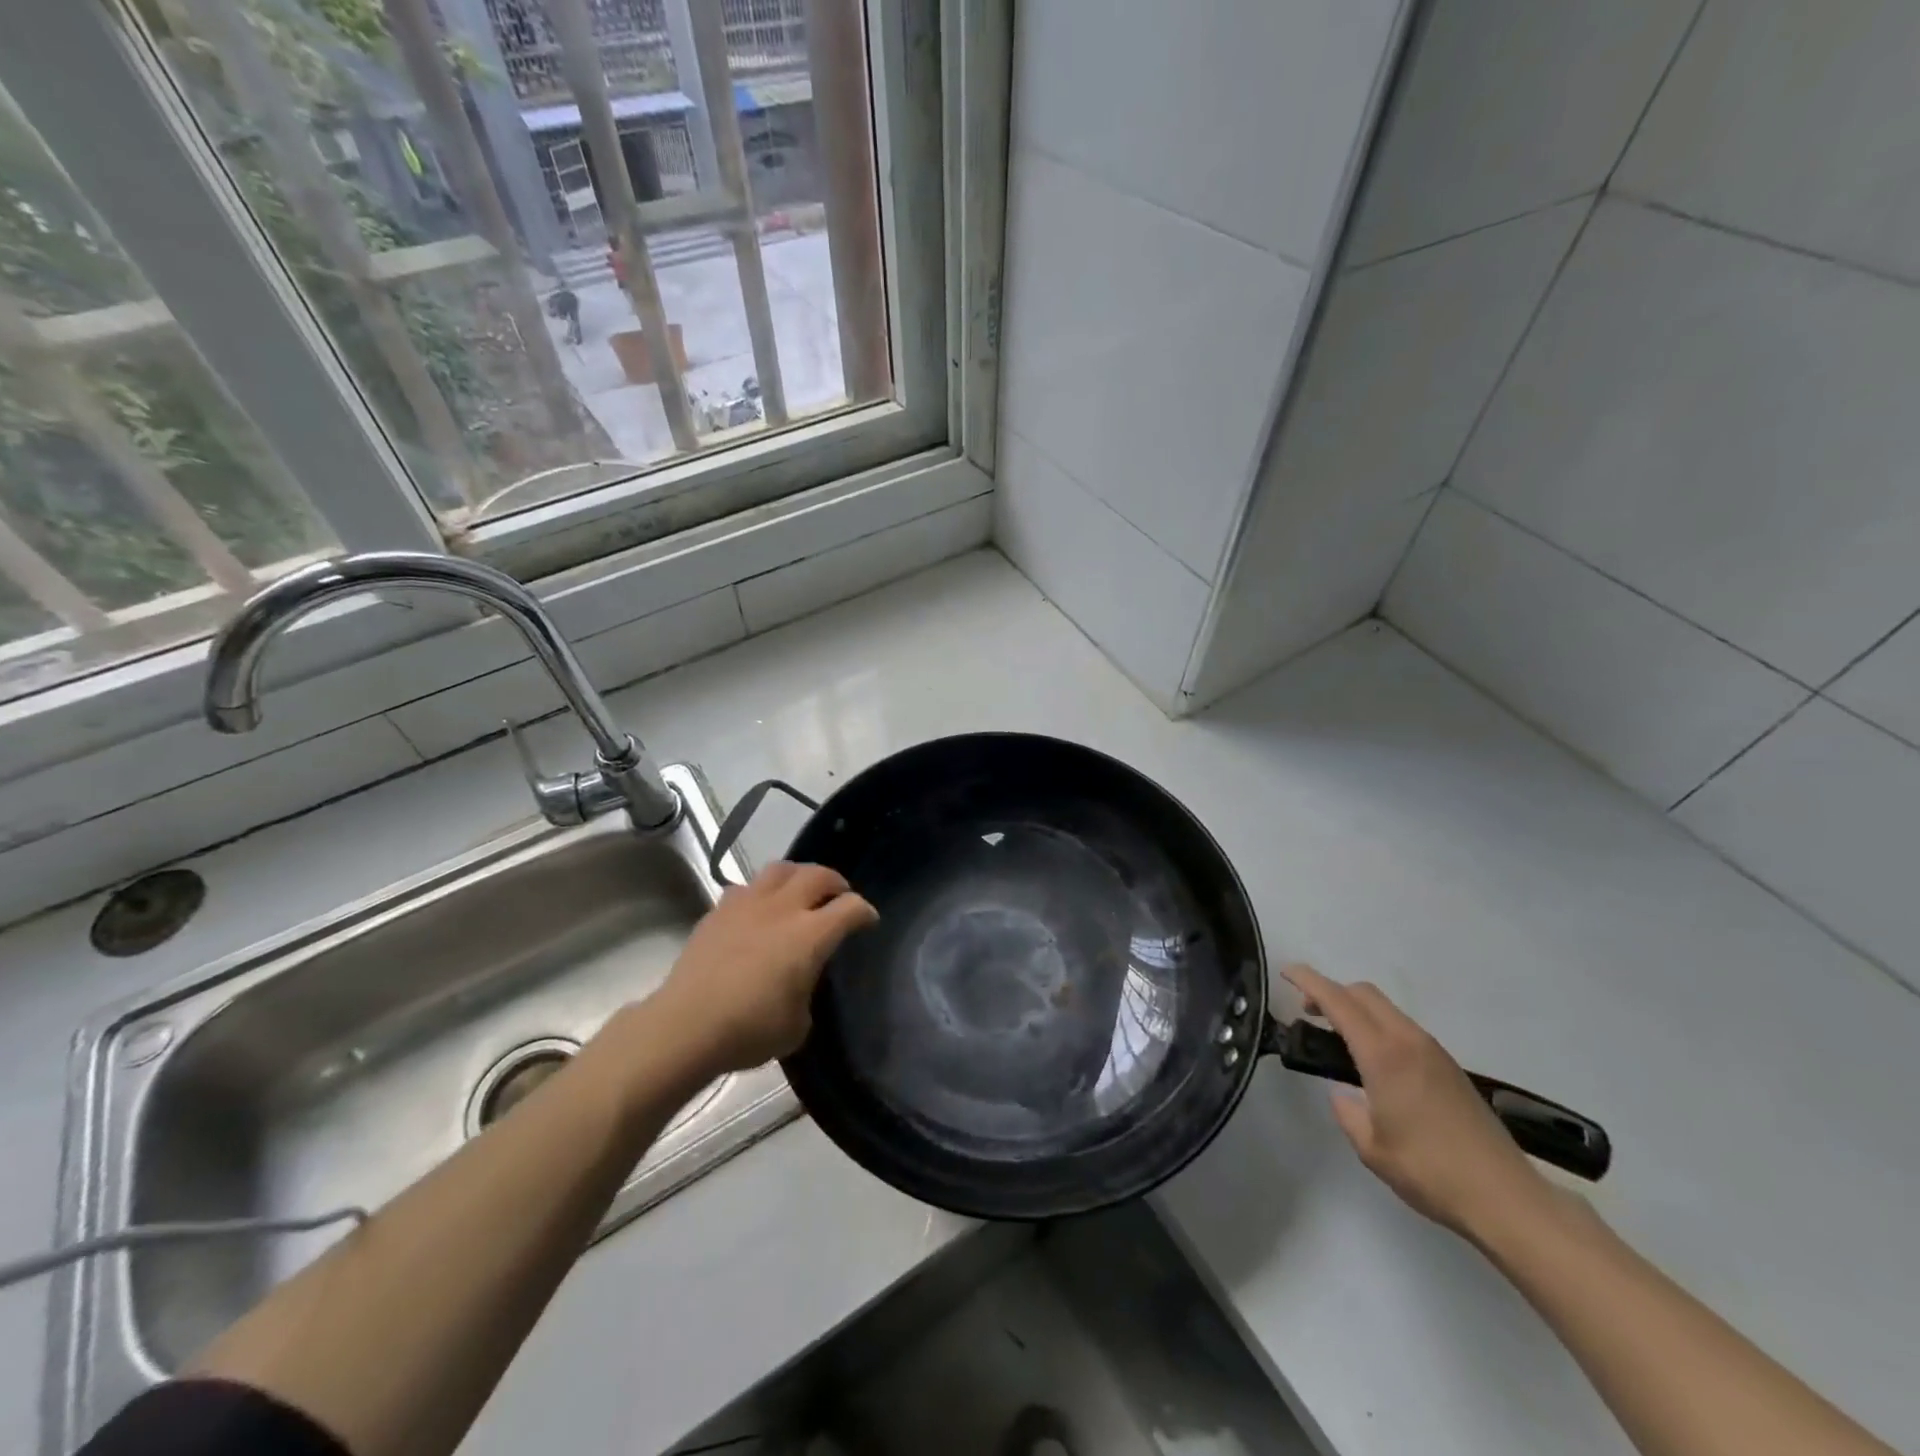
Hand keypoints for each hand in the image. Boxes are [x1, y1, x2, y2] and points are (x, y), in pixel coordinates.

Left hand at [657, 862, 877, 1073]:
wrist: (686, 1025)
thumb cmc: (749, 1030)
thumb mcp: (798, 1024)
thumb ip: (807, 993)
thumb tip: (800, 983)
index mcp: (811, 935)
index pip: (850, 908)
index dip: (864, 912)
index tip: (868, 920)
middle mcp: (783, 909)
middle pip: (818, 875)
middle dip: (835, 882)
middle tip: (839, 895)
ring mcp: (748, 904)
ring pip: (781, 869)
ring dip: (799, 875)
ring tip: (800, 890)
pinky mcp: (719, 910)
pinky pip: (747, 887)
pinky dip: (761, 892)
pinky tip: (758, 910)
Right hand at [1283, 964, 1551, 1242]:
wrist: (1507, 1198)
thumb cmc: (1431, 1172)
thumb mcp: (1371, 1148)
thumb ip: (1348, 1112)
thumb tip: (1343, 1094)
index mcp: (1384, 1055)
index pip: (1338, 1001)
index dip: (1308, 981)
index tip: (1285, 972)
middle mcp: (1409, 1041)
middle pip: (1363, 993)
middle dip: (1331, 991)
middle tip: (1307, 1011)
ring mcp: (1434, 1052)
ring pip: (1386, 1008)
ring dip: (1356, 1008)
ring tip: (1337, 1036)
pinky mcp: (1449, 1067)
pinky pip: (1403, 1028)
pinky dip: (1377, 1025)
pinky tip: (1373, 1059)